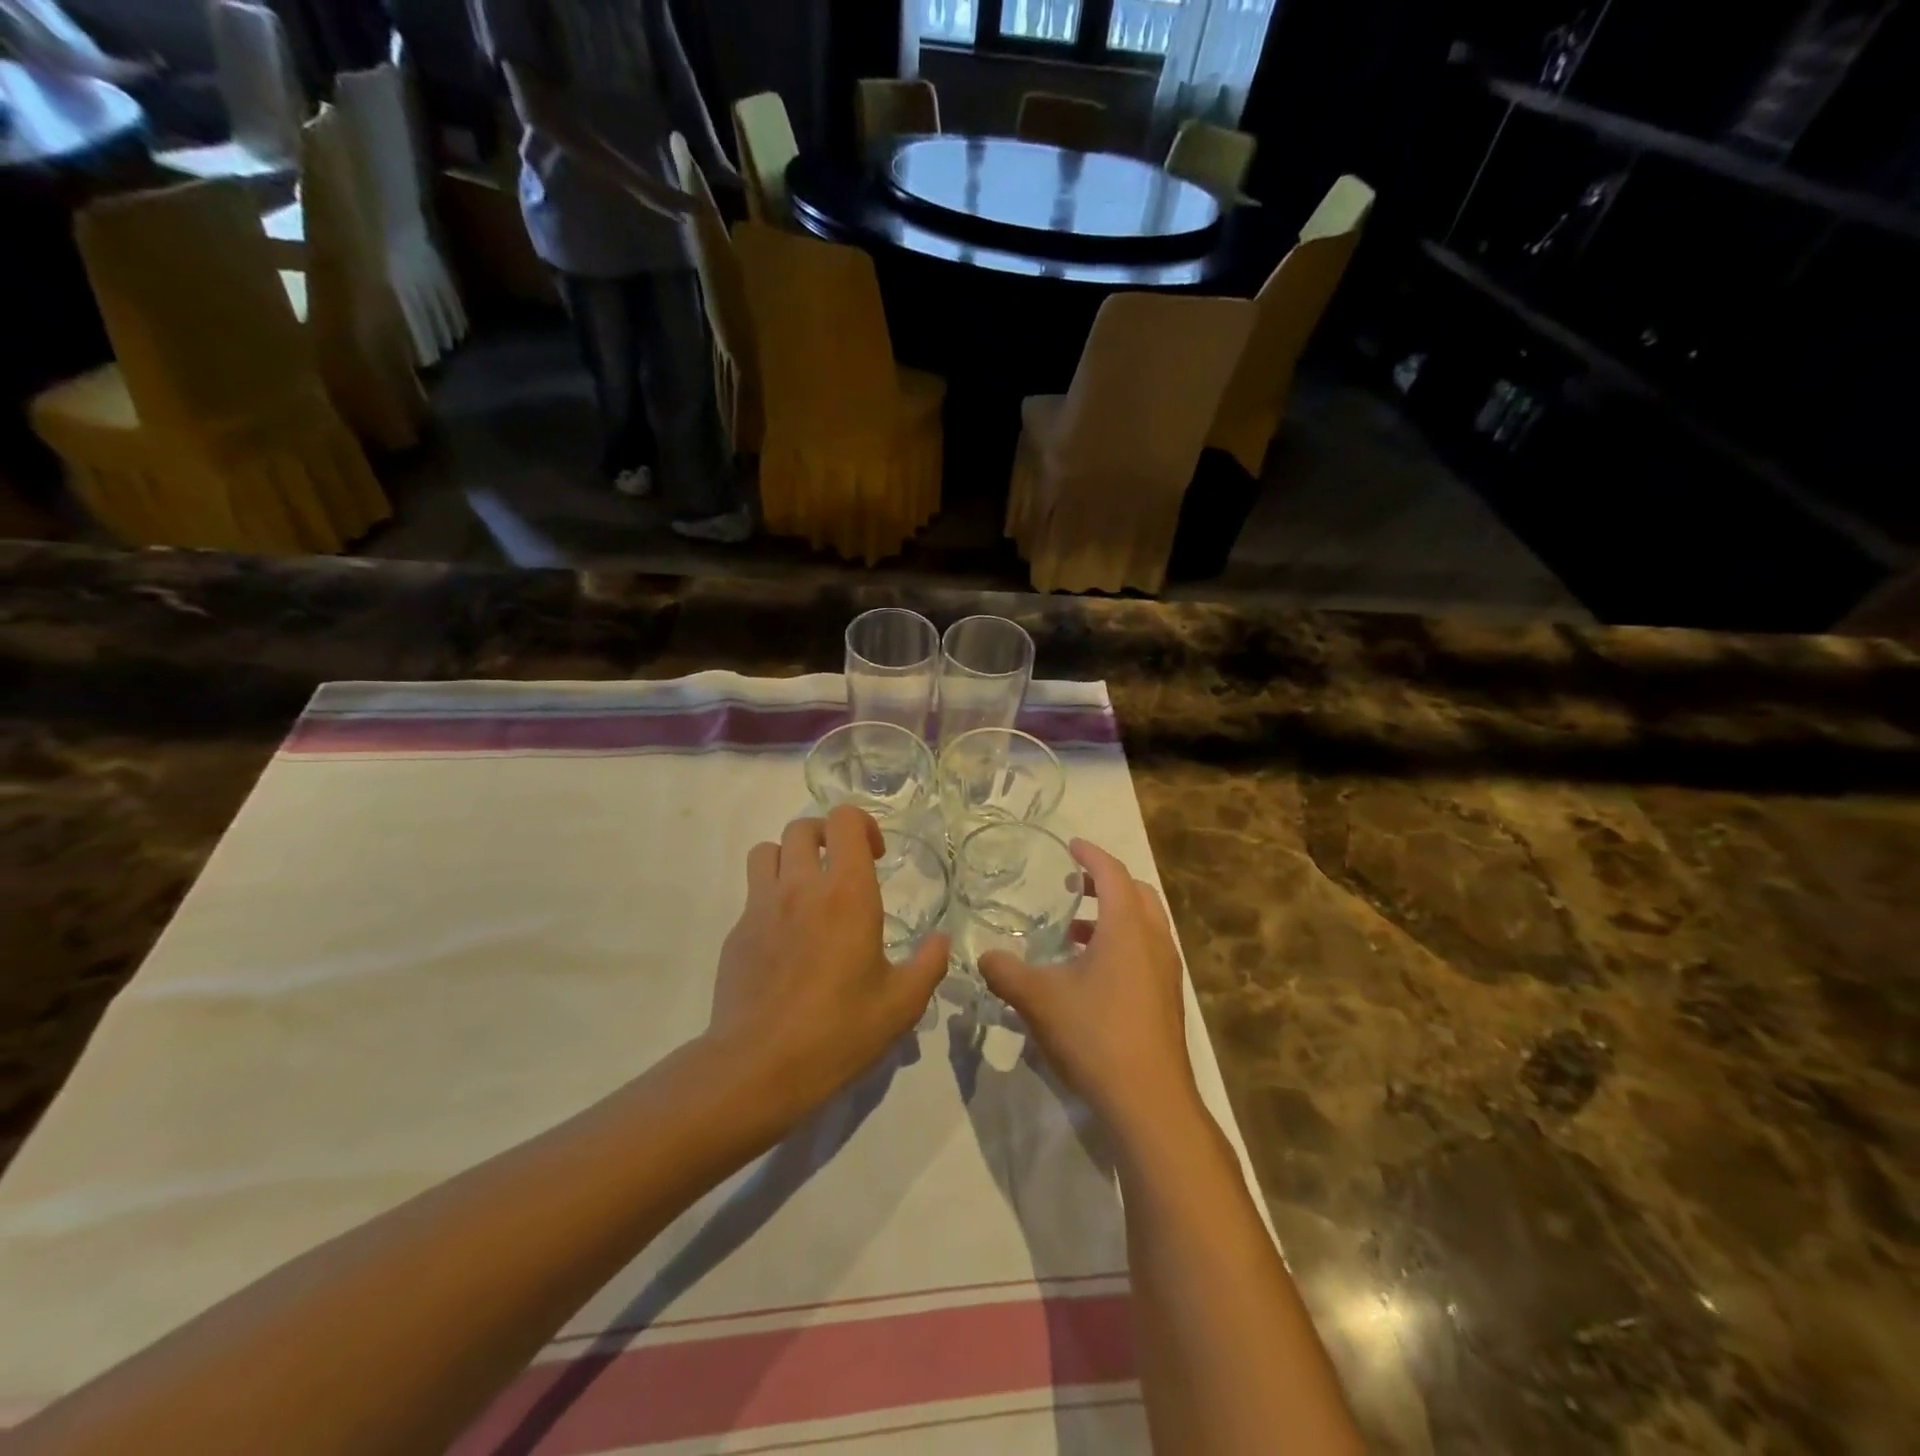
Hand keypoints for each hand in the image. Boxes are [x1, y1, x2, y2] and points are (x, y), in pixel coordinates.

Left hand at [709, 807, 947, 1115]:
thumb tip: (941, 940)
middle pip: (802, 827)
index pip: (845, 821)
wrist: (759, 1068)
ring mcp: (760, 907)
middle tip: (842, 868)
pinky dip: (770, 898)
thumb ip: (928, 964)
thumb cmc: (839, 1032)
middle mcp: (800, 887)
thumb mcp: (902, 1005)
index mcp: (846, 893)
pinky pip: (752, 894)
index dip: (862, 825)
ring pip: (766, 851)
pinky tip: (785, 940)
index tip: (876, 857)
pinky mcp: (736, 933)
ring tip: (806, 890)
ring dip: (788, 858)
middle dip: (825, 836)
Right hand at [978, 841, 1198, 1140]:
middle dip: (1105, 883)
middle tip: (1072, 887)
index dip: (1090, 855)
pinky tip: (1090, 975)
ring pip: (1144, 925)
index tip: (1071, 846)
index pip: (1112, 873)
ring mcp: (1166, 972)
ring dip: (1112, 917)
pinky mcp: (1167, 999)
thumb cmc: (1095, 1034)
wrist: (1149, 1100)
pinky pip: (1146, 952)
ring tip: (1074, 933)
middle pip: (1136, 893)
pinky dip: (1121, 945)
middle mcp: (1154, 940)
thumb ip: (1006, 972)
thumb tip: (984, 956)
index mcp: (1127, 926)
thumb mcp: (1039, 999)